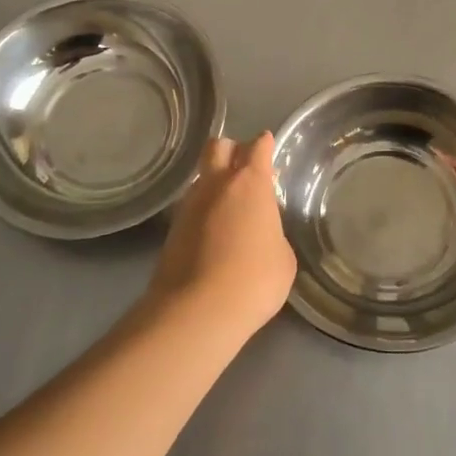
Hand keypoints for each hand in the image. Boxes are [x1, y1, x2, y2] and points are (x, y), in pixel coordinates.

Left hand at [148, 134, 296, 341]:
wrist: (198, 310)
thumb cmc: (255, 280)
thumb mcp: (283, 258)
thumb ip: (273, 234)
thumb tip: (262, 235)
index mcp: (251, 184)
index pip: (258, 148)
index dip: (265, 144)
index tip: (268, 145)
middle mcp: (217, 184)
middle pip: (219, 147)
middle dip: (232, 150)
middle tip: (244, 168)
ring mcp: (190, 205)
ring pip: (201, 177)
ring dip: (215, 182)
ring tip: (229, 205)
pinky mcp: (172, 230)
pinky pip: (191, 206)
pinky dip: (203, 210)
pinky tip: (213, 231)